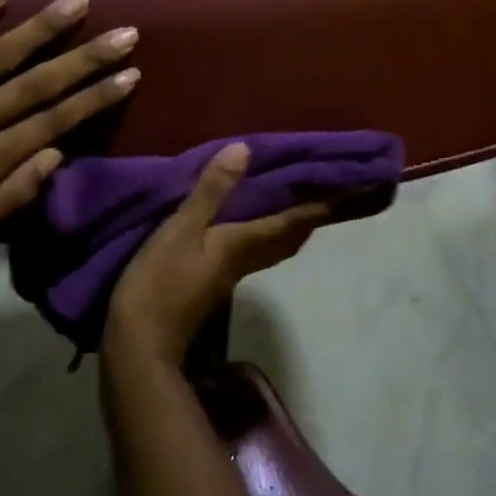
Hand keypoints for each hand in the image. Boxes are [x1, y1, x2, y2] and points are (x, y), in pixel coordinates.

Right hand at [103, 143, 330, 369]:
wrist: (140, 344)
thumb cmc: (160, 283)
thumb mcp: (181, 230)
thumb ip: (211, 192)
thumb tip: (245, 151)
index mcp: (244, 244)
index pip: (295, 220)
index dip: (325, 203)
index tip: (355, 185)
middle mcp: (246, 258)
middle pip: (292, 236)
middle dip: (314, 213)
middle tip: (330, 190)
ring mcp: (230, 273)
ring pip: (274, 244)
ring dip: (292, 223)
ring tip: (296, 199)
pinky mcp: (213, 281)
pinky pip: (253, 248)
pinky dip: (264, 230)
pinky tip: (247, 222)